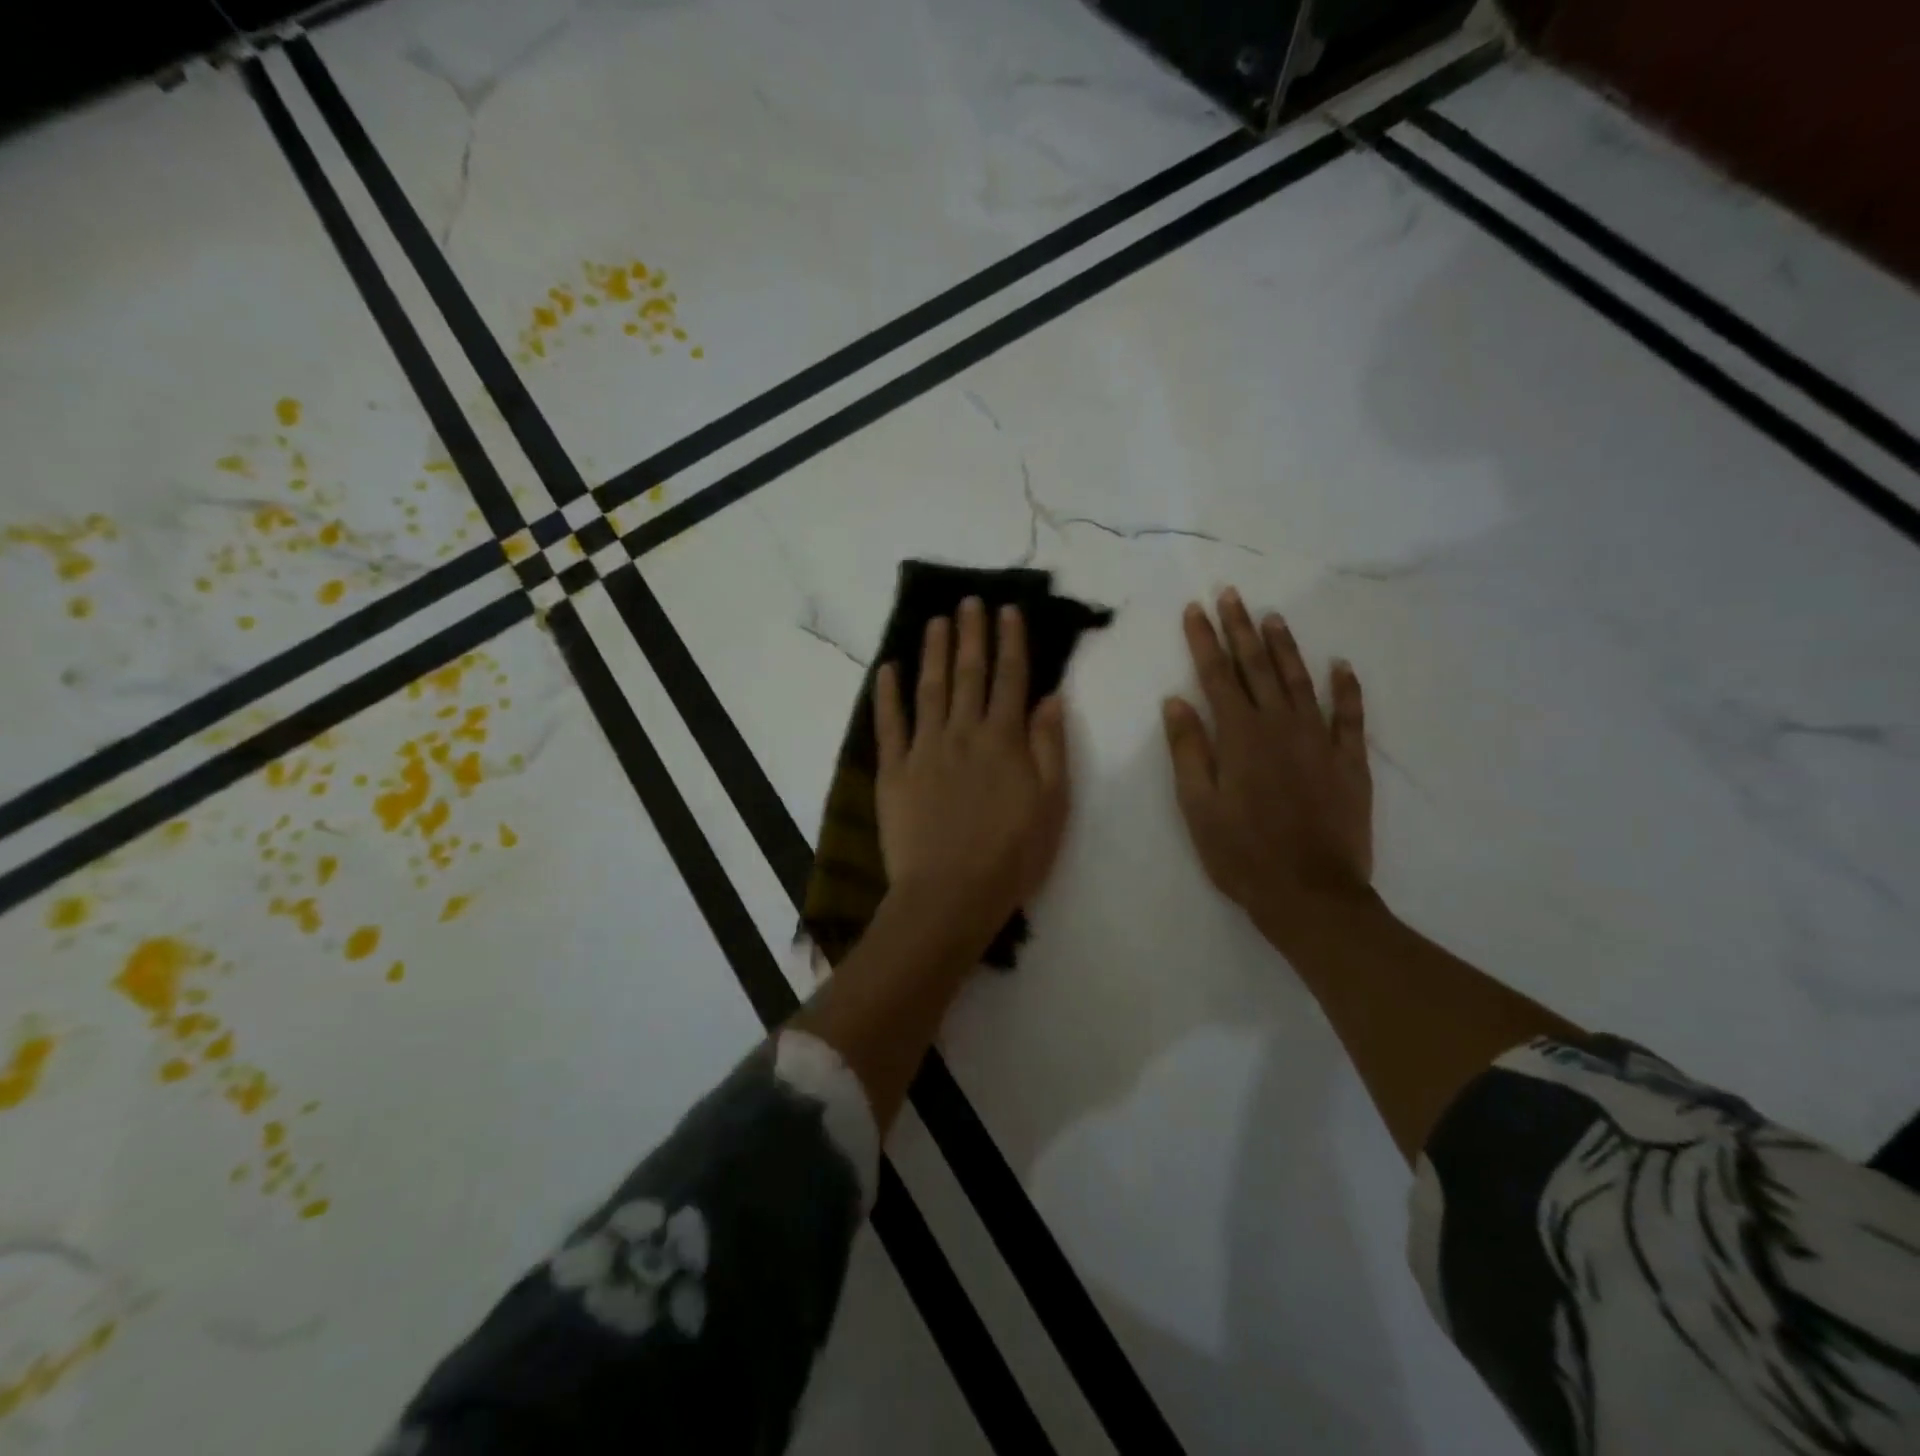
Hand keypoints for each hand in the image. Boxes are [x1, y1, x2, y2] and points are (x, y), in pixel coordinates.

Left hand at [874, 597, 1070, 951]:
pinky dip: (887, 694)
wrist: (949, 894)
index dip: (1010, 642)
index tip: (1008, 611)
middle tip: (969, 601)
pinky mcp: (893, 771)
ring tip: (936, 621)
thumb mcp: (1052, 804)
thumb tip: (1050, 697)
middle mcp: (963, 733)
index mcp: (1004, 740)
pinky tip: (887, 669)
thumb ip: (1050, 747)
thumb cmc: (1011, 856)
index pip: (1010, 679)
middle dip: (971, 634)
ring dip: (933, 651)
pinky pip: (889, 724)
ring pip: (929, 689)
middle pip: (968, 674)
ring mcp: (924, 749)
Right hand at [1162, 589, 1373, 941]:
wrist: (1311, 893)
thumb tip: (1176, 700)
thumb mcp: (1197, 806)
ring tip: (1273, 617)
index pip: (1217, 675)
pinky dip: (1346, 688)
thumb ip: (1188, 749)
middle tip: (1231, 594)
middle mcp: (1280, 726)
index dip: (1204, 640)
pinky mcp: (1349, 761)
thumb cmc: (1241, 853)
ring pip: (1300, 680)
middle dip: (1240, 628)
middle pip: (1257, 667)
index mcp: (1239, 736)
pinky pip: (1350, 715)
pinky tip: (1342, 666)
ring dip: (1285, 647)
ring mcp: (1319, 741)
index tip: (1195, 609)